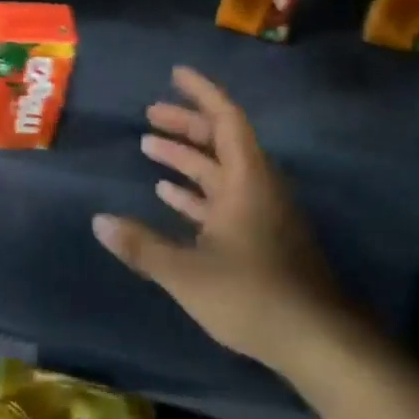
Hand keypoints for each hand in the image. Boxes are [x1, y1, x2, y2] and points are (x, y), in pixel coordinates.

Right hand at [94, 66, 349, 376]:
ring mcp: (261, 216)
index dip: (201, 93)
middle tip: (150, 113)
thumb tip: (98, 221)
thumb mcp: (187, 273)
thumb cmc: (253, 296)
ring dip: (187, 158)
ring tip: (149, 147)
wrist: (320, 345)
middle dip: (186, 124)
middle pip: (221, 142)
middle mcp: (256, 189)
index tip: (176, 73)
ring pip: (221, 173)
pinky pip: (223, 201)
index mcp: (247, 182)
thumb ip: (142, 246)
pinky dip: (196, 193)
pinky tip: (169, 196)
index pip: (226, 120)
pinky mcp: (261, 241)